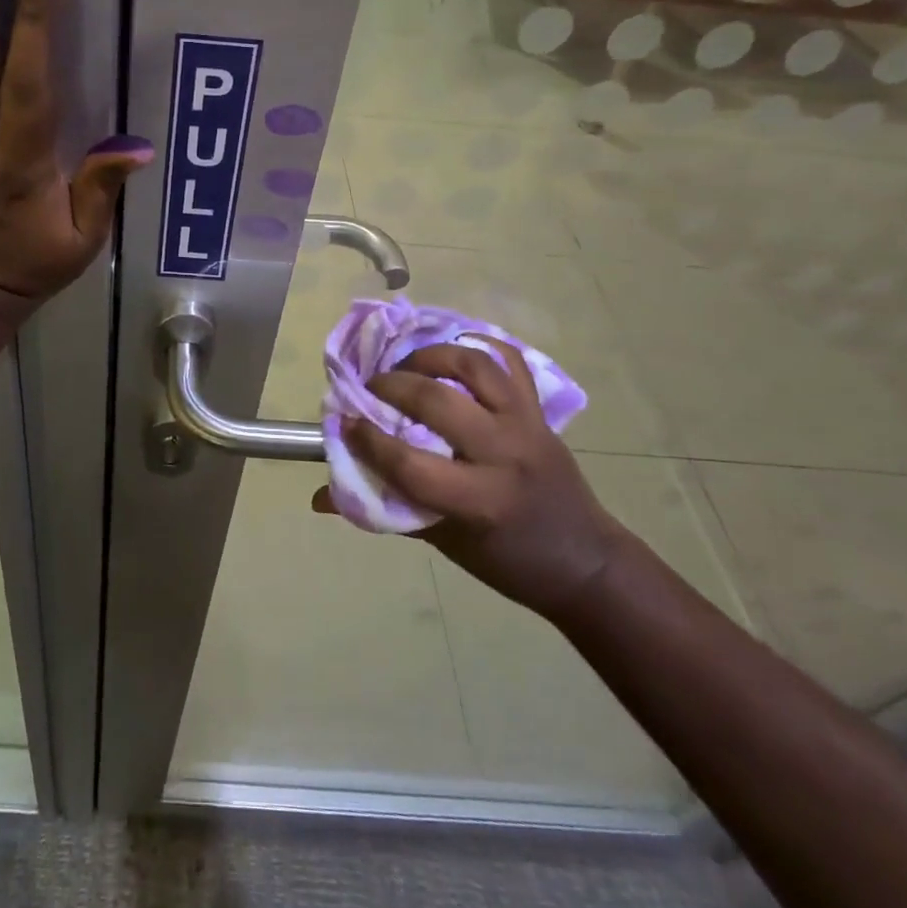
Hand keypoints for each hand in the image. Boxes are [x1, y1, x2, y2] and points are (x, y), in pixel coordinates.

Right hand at [312, 342, 632, 620]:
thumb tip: (320, 499)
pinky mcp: (540, 410)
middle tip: (371, 388)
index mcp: (480, 500)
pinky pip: (509, 361)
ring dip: (431, 357)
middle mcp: (504, 454)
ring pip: (474, 367)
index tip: (343, 422)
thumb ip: (386, 511)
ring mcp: (526, 424)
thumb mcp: (444, 544)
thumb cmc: (508, 560)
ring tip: (408, 365)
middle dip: (392, 386)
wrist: (586, 561)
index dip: (367, 439)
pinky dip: (479, 346)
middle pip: (437, 402)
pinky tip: (450, 351)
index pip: (409, 462)